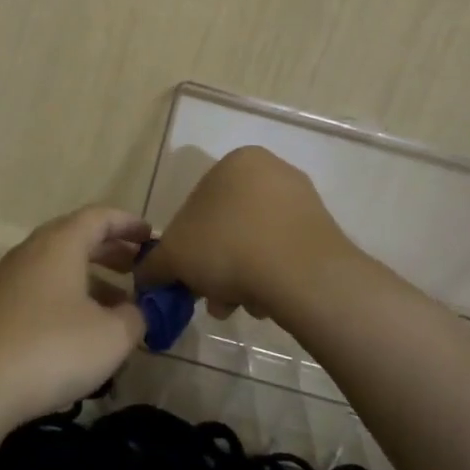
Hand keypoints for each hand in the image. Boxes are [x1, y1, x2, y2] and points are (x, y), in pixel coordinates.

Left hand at [0, 205, 151, 433]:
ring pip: (58, 269)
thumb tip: (137, 311)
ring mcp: (8, 281)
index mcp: (61, 243)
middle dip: (112, 252)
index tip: (152, 237)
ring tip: (120, 310)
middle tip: (140, 271)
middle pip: (76, 239)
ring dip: (91, 282)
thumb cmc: (50, 349)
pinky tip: (81, 336)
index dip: (129, 224)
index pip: (99, 217)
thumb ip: (136, 317)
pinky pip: (41, 293)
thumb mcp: (111, 336)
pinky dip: (68, 302)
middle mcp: (31, 252)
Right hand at [136, 147, 362, 327]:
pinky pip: (284, 254)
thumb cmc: (228, 247)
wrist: (303, 275)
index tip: (185, 276)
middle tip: (208, 297)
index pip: (196, 204)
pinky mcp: (324, 231)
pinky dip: (270, 277)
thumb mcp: (174, 257)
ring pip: (255, 242)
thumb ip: (154, 264)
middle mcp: (271, 170)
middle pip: (227, 226)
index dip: (185, 245)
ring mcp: (302, 199)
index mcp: (235, 162)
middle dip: (214, 266)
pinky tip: (265, 304)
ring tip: (237, 307)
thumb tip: (145, 276)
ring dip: (240, 276)